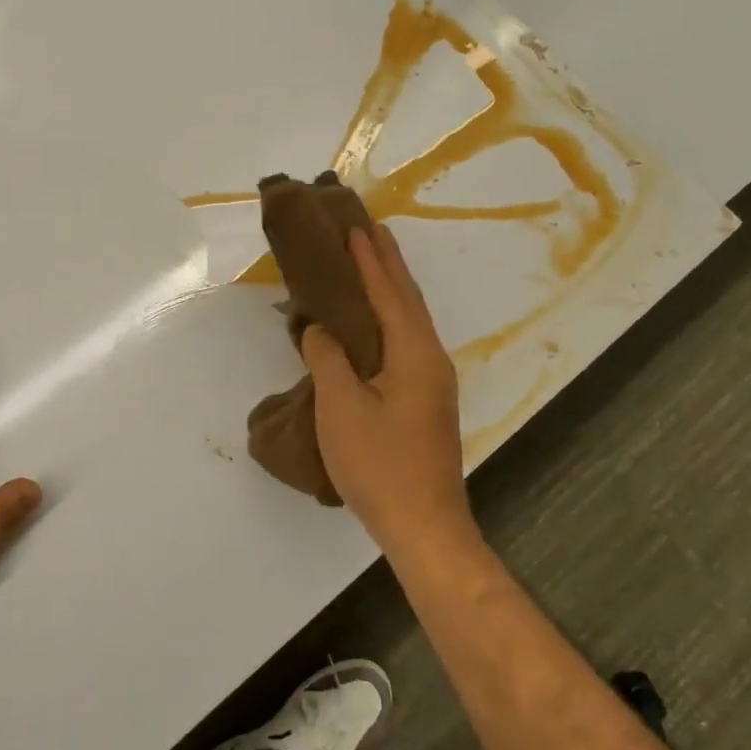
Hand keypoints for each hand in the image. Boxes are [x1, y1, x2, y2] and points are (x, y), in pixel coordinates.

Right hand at [300, 225, 473, 553]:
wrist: (423, 524)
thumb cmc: (379, 463)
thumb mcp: (341, 407)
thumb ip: (328, 358)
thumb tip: (319, 328)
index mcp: (412, 352)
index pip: (388, 292)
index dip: (369, 259)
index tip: (354, 226)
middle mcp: (429, 357)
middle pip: (407, 298)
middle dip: (388, 262)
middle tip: (370, 229)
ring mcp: (432, 380)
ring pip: (410, 319)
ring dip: (392, 287)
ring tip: (374, 262)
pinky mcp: (425, 399)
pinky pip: (406, 340)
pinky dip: (391, 316)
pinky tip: (376, 321)